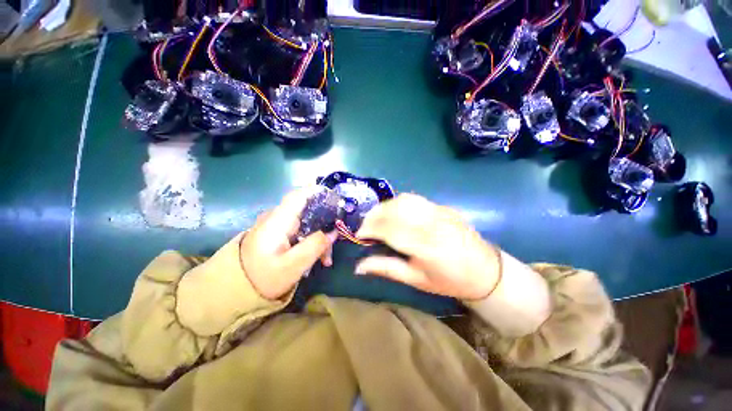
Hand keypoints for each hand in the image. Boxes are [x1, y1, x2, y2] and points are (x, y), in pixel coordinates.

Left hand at [240, 188, 337, 299]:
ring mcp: (278, 225)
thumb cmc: (262, 278)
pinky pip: (301, 231)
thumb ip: (314, 246)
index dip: (318, 192)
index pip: (298, 196)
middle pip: (308, 210)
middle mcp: (277, 218)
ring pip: (307, 222)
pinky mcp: (279, 233)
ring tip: (326, 259)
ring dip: (320, 237)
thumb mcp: (292, 266)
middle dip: (325, 224)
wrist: (235, 289)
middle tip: (334, 243)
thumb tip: (333, 232)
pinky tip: (317, 257)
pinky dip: (311, 241)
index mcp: (277, 221)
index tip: (336, 201)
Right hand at [355, 194, 500, 300]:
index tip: (359, 234)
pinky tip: (394, 212)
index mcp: (425, 247)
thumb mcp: (416, 280)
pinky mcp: (442, 207)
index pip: (389, 229)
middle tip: (365, 226)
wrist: (485, 270)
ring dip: (384, 207)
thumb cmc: (449, 281)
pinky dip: (397, 203)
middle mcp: (431, 224)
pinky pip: (414, 199)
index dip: (370, 229)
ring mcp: (439, 212)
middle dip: (373, 216)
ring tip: (376, 218)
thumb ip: (386, 268)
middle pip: (394, 210)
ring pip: (403, 200)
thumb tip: (358, 266)